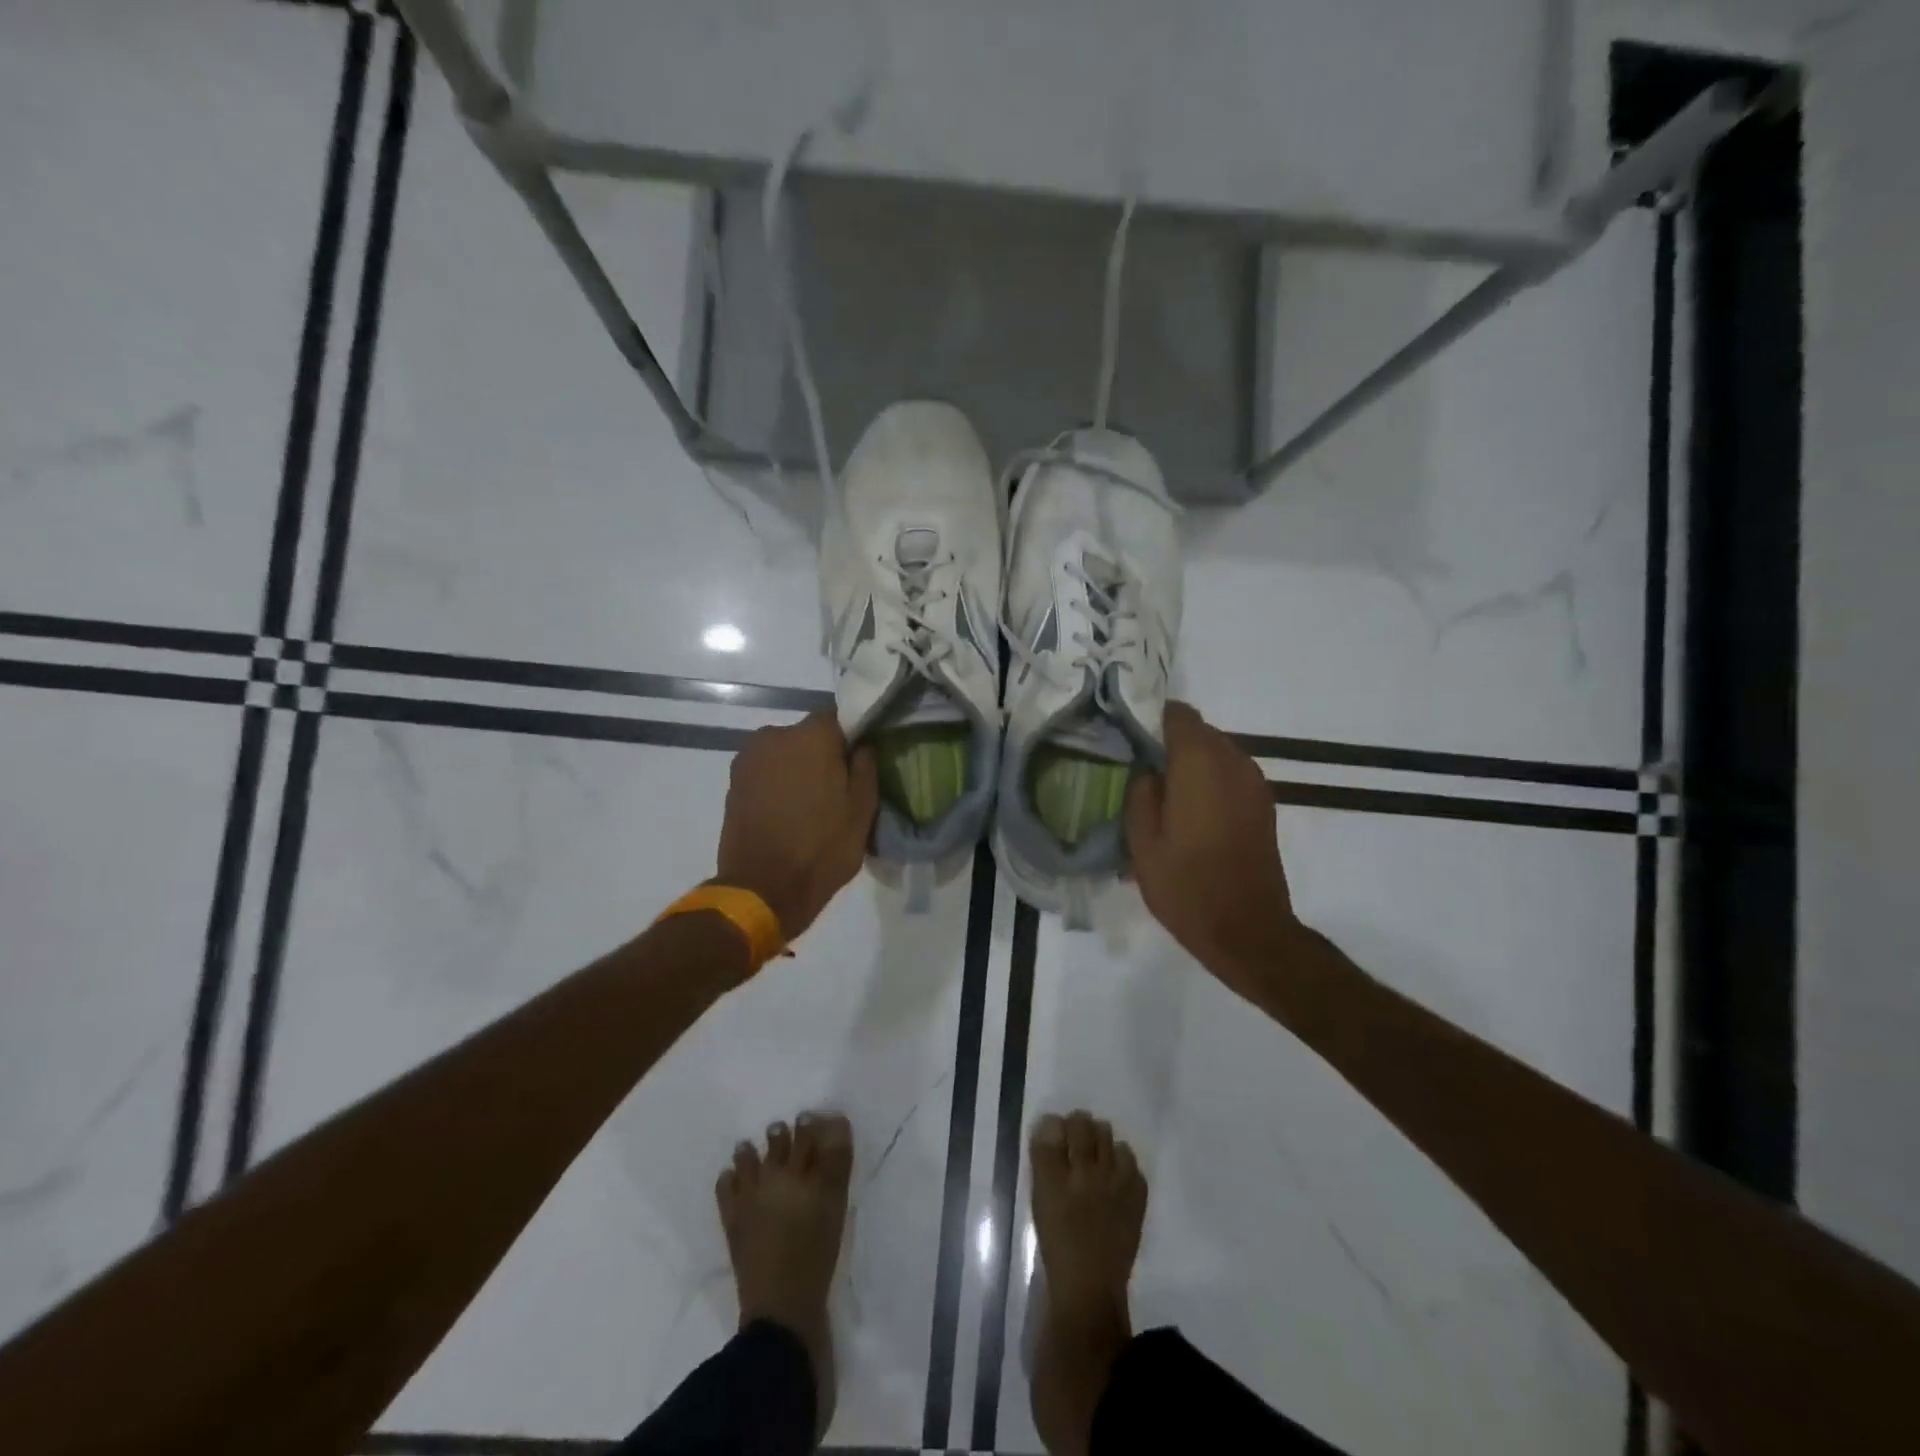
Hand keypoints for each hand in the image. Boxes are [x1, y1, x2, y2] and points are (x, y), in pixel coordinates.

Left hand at [715, 711, 878, 940]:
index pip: (839, 718)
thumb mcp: (862, 810)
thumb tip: (863, 746)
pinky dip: (778, 785)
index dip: (852, 738)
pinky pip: (766, 773)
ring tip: (811, 805)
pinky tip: (788, 813)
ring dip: (798, 770)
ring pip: (785, 755)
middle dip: (823, 755)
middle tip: (838, 789)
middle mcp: (776, 735)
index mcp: (812, 735)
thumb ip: (866, 768)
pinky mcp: (733, 783)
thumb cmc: (822, 847)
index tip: (859, 763)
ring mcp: (749, 759)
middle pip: (808, 736)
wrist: (763, 889)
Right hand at [1125, 702, 1304, 995]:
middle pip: (1199, 731)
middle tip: (1140, 769)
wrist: (1248, 931)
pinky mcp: (1264, 805)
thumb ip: (1140, 793)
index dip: (1151, 718)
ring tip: (1164, 794)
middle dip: (1170, 742)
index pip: (1178, 714)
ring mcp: (1254, 784)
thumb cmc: (1187, 887)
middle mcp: (1233, 762)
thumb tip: (1147, 769)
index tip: (1129, 737)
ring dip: (1191, 763)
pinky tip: (1190, 812)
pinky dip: (1210, 780)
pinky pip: (1231, 774)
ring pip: (1217, 752)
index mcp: (1199, 764)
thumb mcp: (1142, 843)